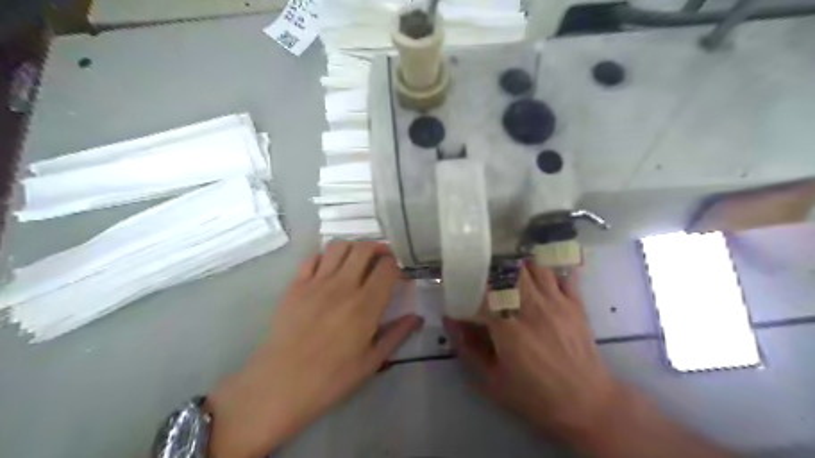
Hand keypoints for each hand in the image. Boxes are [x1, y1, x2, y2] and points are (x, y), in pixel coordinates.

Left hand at [207, 242, 422, 455]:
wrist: (280, 385)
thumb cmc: (331, 378)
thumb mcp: (371, 362)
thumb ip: (396, 335)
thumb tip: (416, 317)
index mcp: (365, 305)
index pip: (387, 267)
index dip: (396, 266)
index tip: (398, 275)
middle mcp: (343, 286)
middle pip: (364, 248)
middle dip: (378, 248)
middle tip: (382, 259)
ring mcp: (316, 283)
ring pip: (338, 246)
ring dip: (353, 247)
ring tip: (357, 260)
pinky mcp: (295, 285)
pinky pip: (312, 258)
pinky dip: (325, 257)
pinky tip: (329, 269)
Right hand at [444, 263, 624, 441]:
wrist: (587, 405)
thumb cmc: (535, 396)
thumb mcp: (492, 381)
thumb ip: (467, 348)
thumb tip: (449, 320)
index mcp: (507, 327)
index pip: (480, 291)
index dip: (467, 284)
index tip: (460, 285)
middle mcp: (531, 307)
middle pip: (509, 270)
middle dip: (494, 267)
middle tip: (486, 271)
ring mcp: (556, 302)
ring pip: (534, 266)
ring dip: (520, 265)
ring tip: (511, 270)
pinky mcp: (575, 304)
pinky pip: (563, 274)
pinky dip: (550, 268)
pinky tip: (541, 271)